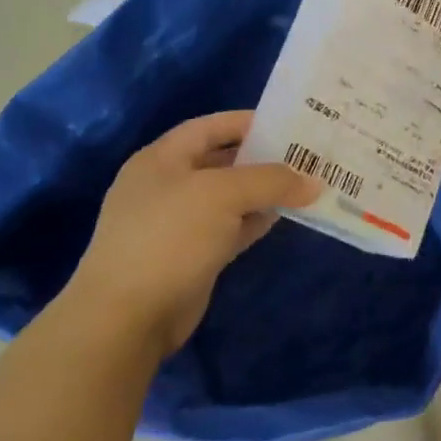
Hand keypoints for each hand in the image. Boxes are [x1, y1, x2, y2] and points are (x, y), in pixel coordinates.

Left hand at [65, 110, 318, 355]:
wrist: (126, 318)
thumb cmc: (169, 237)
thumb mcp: (223, 194)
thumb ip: (271, 181)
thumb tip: (314, 182)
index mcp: (161, 159)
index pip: (209, 127)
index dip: (246, 121)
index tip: (287, 123)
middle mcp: (168, 186)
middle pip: (221, 161)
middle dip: (262, 157)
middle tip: (305, 153)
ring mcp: (178, 224)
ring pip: (229, 198)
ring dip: (263, 191)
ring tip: (305, 183)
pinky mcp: (191, 256)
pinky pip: (230, 228)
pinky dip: (255, 220)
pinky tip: (284, 216)